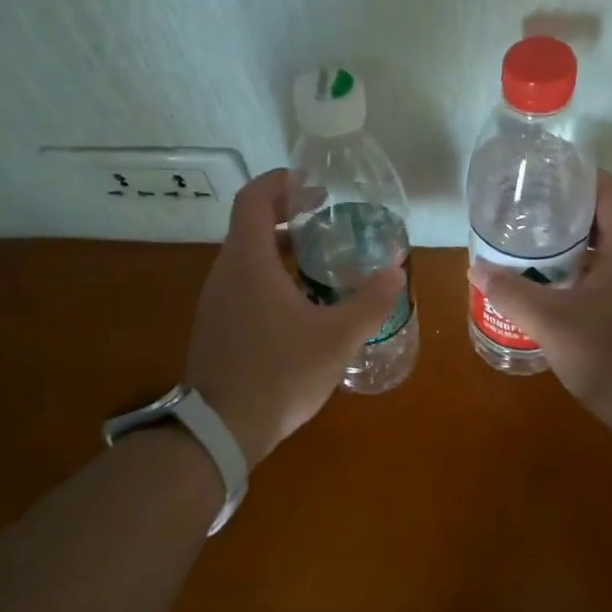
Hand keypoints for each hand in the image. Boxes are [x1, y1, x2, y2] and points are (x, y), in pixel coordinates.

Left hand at [188, 169, 406, 467]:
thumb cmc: (280, 373)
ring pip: (247, 256)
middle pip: (250, 224)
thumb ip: (370, 301)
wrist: (221, 429)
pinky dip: (270, 274)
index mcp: (248, 261)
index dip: (280, 182)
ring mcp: (216, 300)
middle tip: (324, 214)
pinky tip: (300, 301)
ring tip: (319, 256)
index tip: (310, 182)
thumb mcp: (337, 337)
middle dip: (286, 213)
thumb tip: (396, 270)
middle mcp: (225, 272)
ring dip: (279, 246)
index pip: (253, 198)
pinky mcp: (216, 325)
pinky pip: (243, 283)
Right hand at [472, 171, 611, 450]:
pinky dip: (585, 277)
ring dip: (573, 251)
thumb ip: (511, 293)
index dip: (576, 176)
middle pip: (607, 219)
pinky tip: (557, 297)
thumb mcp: (552, 323)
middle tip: (524, 219)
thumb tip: (477, 268)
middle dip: (565, 216)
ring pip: (610, 254)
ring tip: (531, 255)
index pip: (609, 189)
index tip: (540, 179)